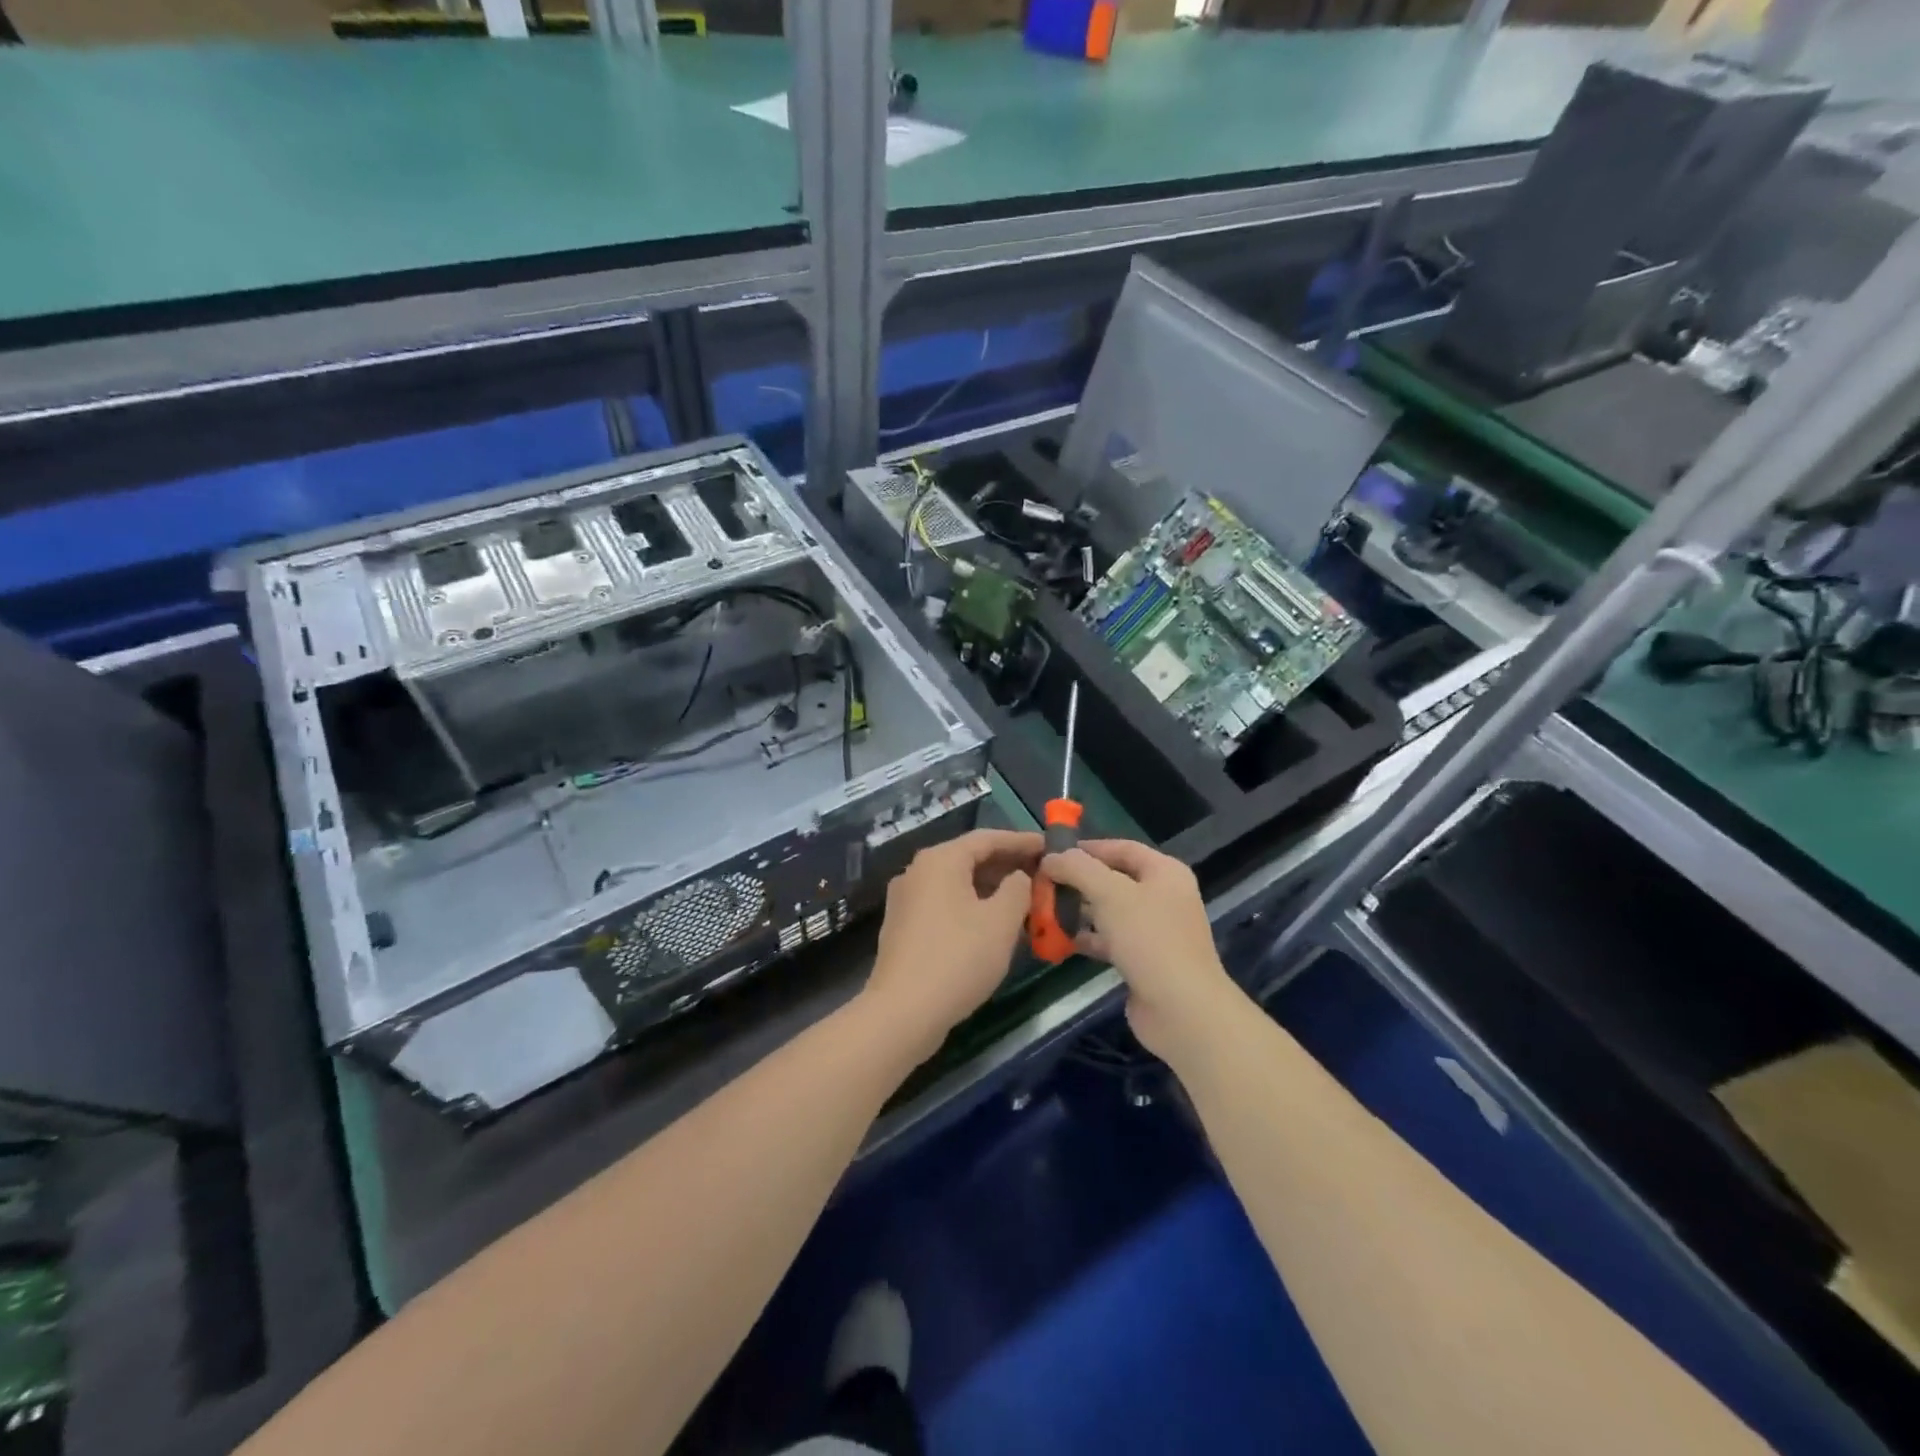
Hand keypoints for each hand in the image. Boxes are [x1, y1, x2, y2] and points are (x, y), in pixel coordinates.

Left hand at [864, 828, 1041, 1058]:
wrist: (903, 1011)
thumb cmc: (958, 958)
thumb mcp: (1001, 921)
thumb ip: (1018, 889)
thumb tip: (1018, 877)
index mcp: (940, 860)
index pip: (987, 838)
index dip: (1020, 841)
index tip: (1049, 846)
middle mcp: (917, 871)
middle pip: (969, 858)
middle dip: (1006, 865)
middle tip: (1041, 873)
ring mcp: (906, 899)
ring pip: (957, 883)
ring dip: (990, 887)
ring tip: (1024, 898)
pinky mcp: (903, 926)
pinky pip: (944, 903)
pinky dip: (971, 904)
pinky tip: (992, 923)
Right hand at [1041, 839, 1238, 1061]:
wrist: (1182, 1009)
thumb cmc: (1149, 939)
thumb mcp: (1110, 893)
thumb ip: (1078, 869)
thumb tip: (1051, 857)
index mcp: (1165, 872)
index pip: (1122, 848)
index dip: (1088, 848)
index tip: (1053, 853)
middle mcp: (1163, 897)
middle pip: (1114, 879)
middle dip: (1079, 880)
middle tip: (1043, 883)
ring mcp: (1155, 931)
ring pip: (1110, 911)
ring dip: (1080, 910)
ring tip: (1045, 909)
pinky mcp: (1145, 960)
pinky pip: (1111, 940)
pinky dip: (1088, 937)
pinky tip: (1061, 940)